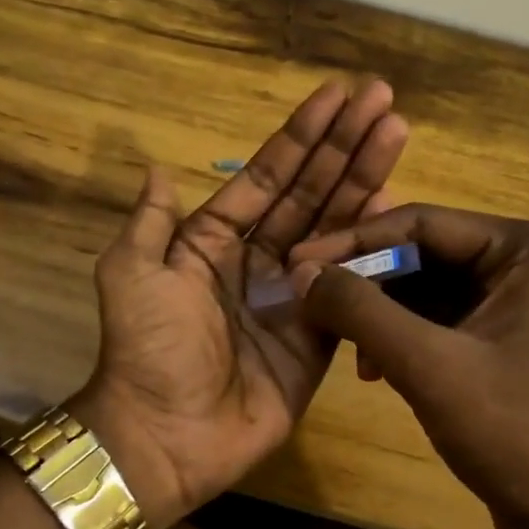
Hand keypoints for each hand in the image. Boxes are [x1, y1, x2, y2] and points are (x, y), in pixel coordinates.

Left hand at [73, 80, 407, 528]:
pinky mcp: (319, 336)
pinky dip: (373, 248)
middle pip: (309, 193)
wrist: (166, 433)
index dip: (300, 137)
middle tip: (384, 100)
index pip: (265, 177)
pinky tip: (398, 207)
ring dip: (365, 181)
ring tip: (397, 133)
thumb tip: (156, 168)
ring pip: (335, 228)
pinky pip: (351, 285)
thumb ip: (150, 222)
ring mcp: (292, 296)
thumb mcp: (130, 274)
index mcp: (213, 240)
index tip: (337, 95)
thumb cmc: (146, 348)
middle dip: (344, 146)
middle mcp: (257, 259)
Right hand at [289, 206, 528, 528]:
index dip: (351, 242)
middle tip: (309, 303)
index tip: (295, 263)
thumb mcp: (429, 365)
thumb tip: (300, 271)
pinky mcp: (511, 349)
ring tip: (343, 348)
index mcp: (527, 250)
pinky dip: (404, 341)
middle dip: (366, 283)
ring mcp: (523, 310)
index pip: (421, 223)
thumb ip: (360, 310)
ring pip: (429, 292)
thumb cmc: (518, 434)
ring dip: (380, 316)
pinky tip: (375, 372)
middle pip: (424, 255)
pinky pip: (443, 326)